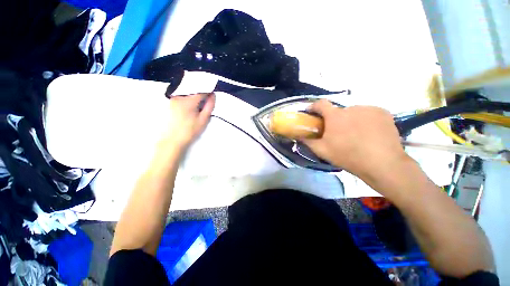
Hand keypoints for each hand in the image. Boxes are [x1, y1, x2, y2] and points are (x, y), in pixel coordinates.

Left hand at [159, 93, 214, 150]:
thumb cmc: (190, 131)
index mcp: (188, 101)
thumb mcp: (203, 119)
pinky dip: (187, 100)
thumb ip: (209, 106)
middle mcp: (178, 96)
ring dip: (193, 99)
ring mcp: (172, 99)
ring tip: (195, 110)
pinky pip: (181, 97)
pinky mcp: (169, 103)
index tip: (211, 99)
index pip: (201, 91)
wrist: (172, 140)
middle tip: (203, 107)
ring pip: (187, 94)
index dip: (208, 94)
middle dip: (200, 96)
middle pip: (193, 91)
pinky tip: (188, 110)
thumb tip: (213, 95)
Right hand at [302, 100, 410, 184]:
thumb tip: (298, 136)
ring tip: (355, 135)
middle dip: (334, 119)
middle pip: (338, 111)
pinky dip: (365, 120)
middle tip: (337, 133)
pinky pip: (368, 113)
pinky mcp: (383, 112)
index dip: (314, 107)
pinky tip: (369, 132)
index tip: (312, 113)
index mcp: (335, 116)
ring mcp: (369, 109)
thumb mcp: (322, 151)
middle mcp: (352, 108)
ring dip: (350, 120)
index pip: (321, 104)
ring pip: (354, 112)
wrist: (382, 163)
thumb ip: (308, 141)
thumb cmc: (348, 156)